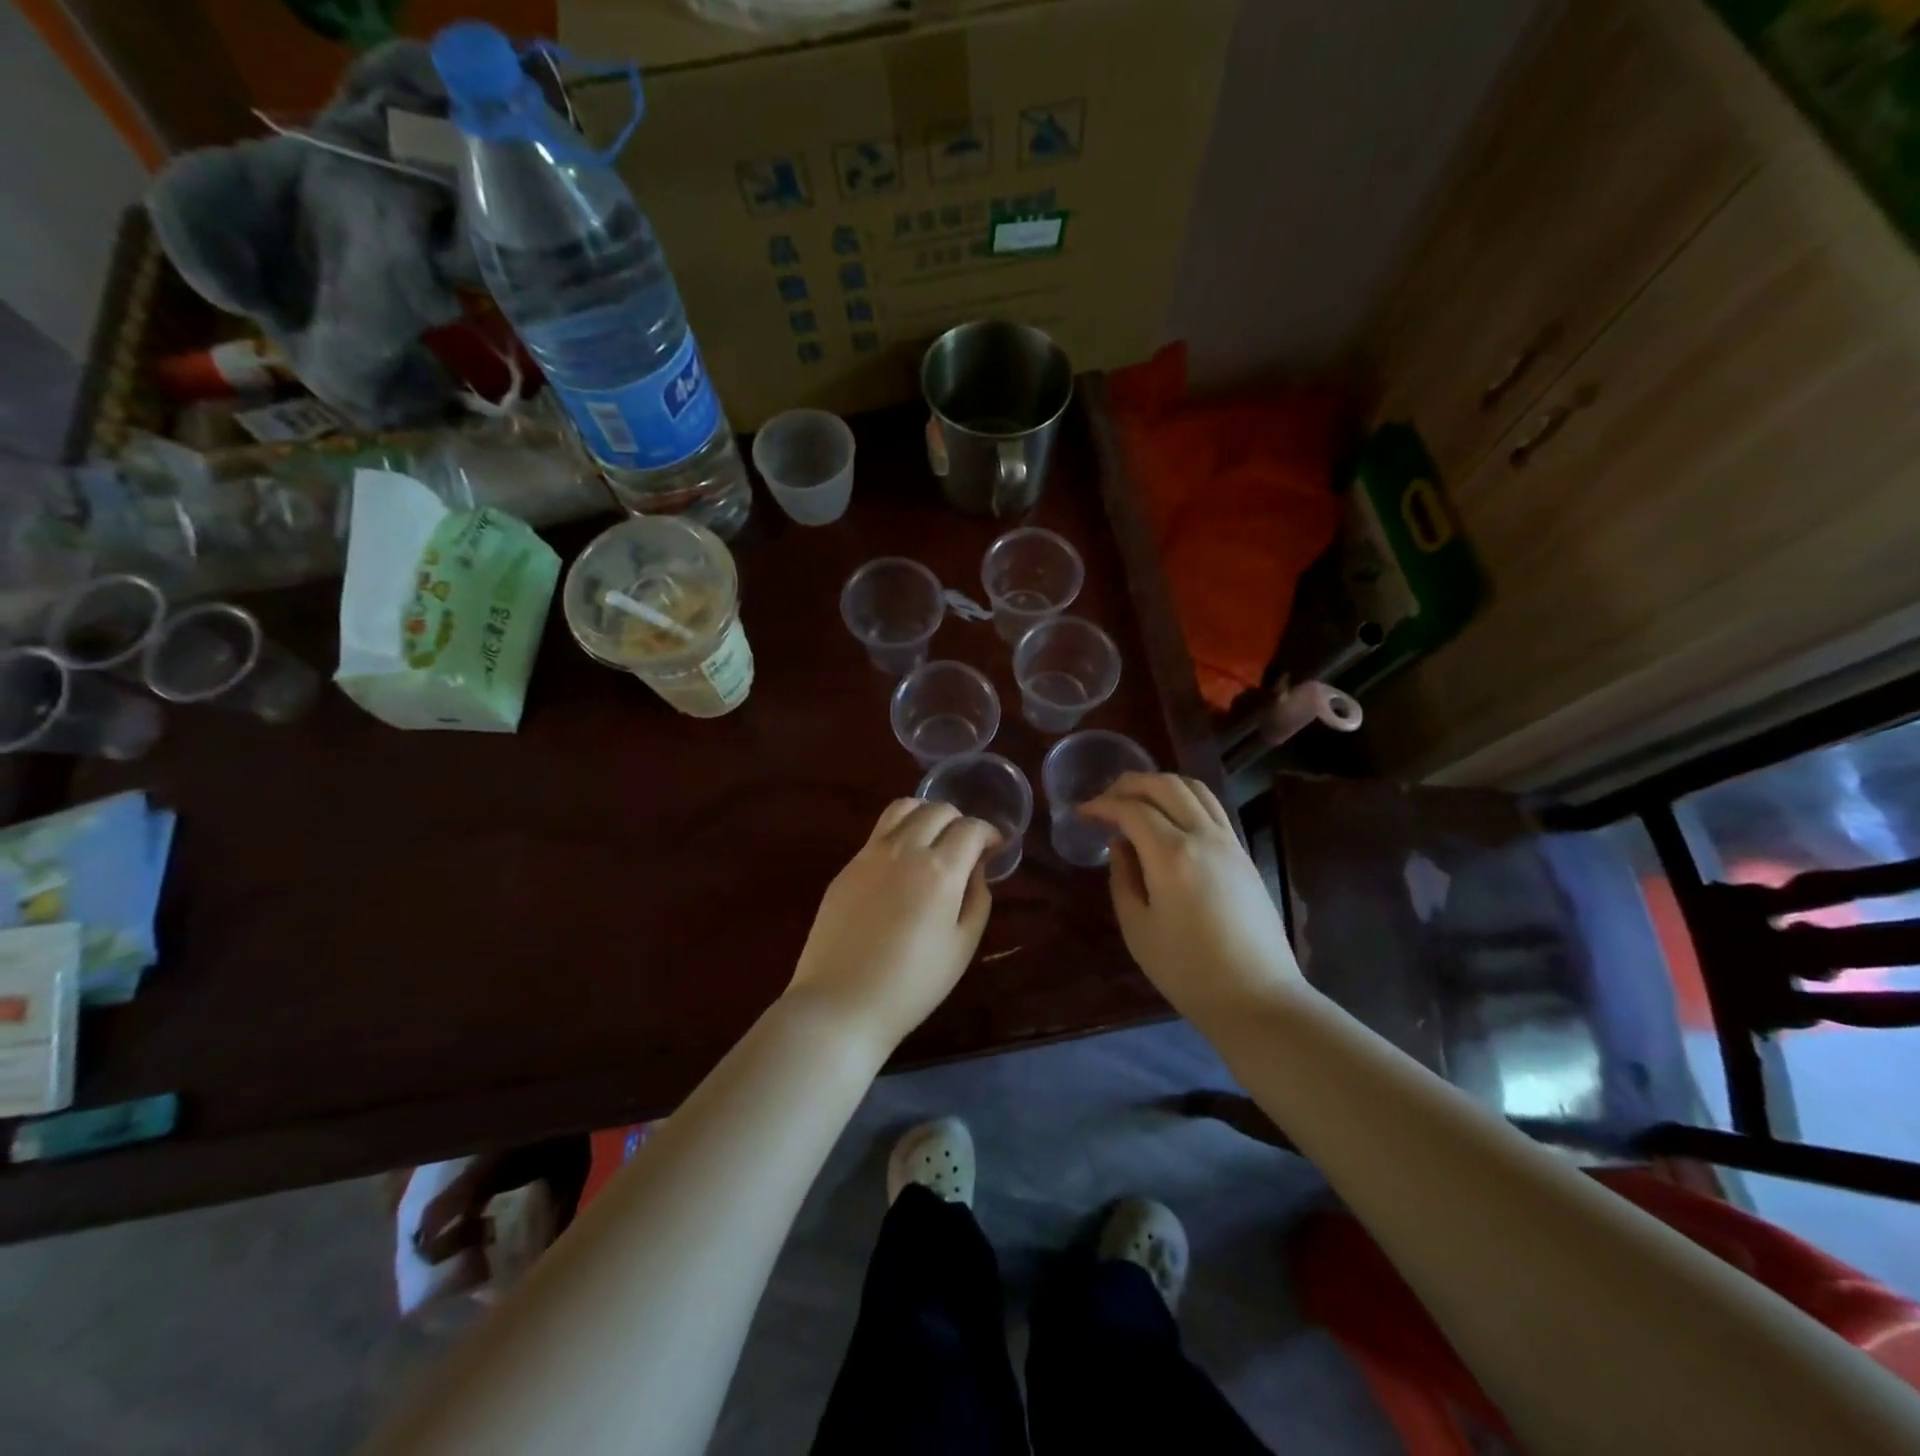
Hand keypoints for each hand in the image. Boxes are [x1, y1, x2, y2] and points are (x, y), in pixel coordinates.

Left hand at [787, 800, 999, 1051]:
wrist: (841, 1002)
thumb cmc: (912, 984)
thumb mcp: (962, 946)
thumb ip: (977, 899)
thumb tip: (976, 870)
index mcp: (939, 870)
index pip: (971, 828)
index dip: (990, 833)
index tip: (995, 848)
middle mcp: (904, 850)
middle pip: (937, 809)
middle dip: (960, 821)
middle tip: (966, 847)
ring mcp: (870, 854)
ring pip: (903, 808)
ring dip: (926, 815)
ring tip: (933, 840)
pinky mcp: (847, 867)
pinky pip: (879, 832)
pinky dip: (900, 832)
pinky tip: (903, 863)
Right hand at [1080, 773, 1304, 1019]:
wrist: (1256, 997)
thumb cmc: (1187, 970)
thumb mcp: (1138, 928)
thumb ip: (1123, 878)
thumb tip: (1120, 845)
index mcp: (1171, 855)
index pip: (1131, 809)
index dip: (1102, 805)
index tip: (1081, 813)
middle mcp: (1203, 836)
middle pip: (1165, 785)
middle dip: (1129, 784)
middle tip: (1105, 799)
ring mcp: (1229, 842)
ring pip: (1194, 789)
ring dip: (1160, 785)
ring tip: (1137, 800)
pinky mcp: (1243, 854)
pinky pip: (1212, 808)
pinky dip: (1185, 799)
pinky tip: (1170, 819)